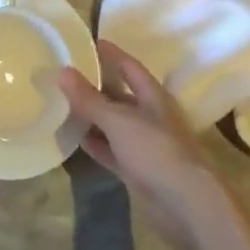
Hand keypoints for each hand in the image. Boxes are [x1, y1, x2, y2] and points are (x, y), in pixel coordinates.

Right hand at [59, 42, 224, 249]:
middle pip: (119, 94)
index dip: (110, 53)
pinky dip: (96, 144)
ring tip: (63, 104)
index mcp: (152, 96)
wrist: (187, 206)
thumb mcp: (118, 121)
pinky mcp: (138, 170)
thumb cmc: (156, 151)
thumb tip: (62, 71)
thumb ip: (89, 99)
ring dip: (93, 116)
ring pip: (114, 123)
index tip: (87, 42)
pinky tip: (76, 139)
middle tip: (65, 74)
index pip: (128, 66)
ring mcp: (145, 144)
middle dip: (95, 85)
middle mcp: (150, 116)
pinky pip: (112, 150)